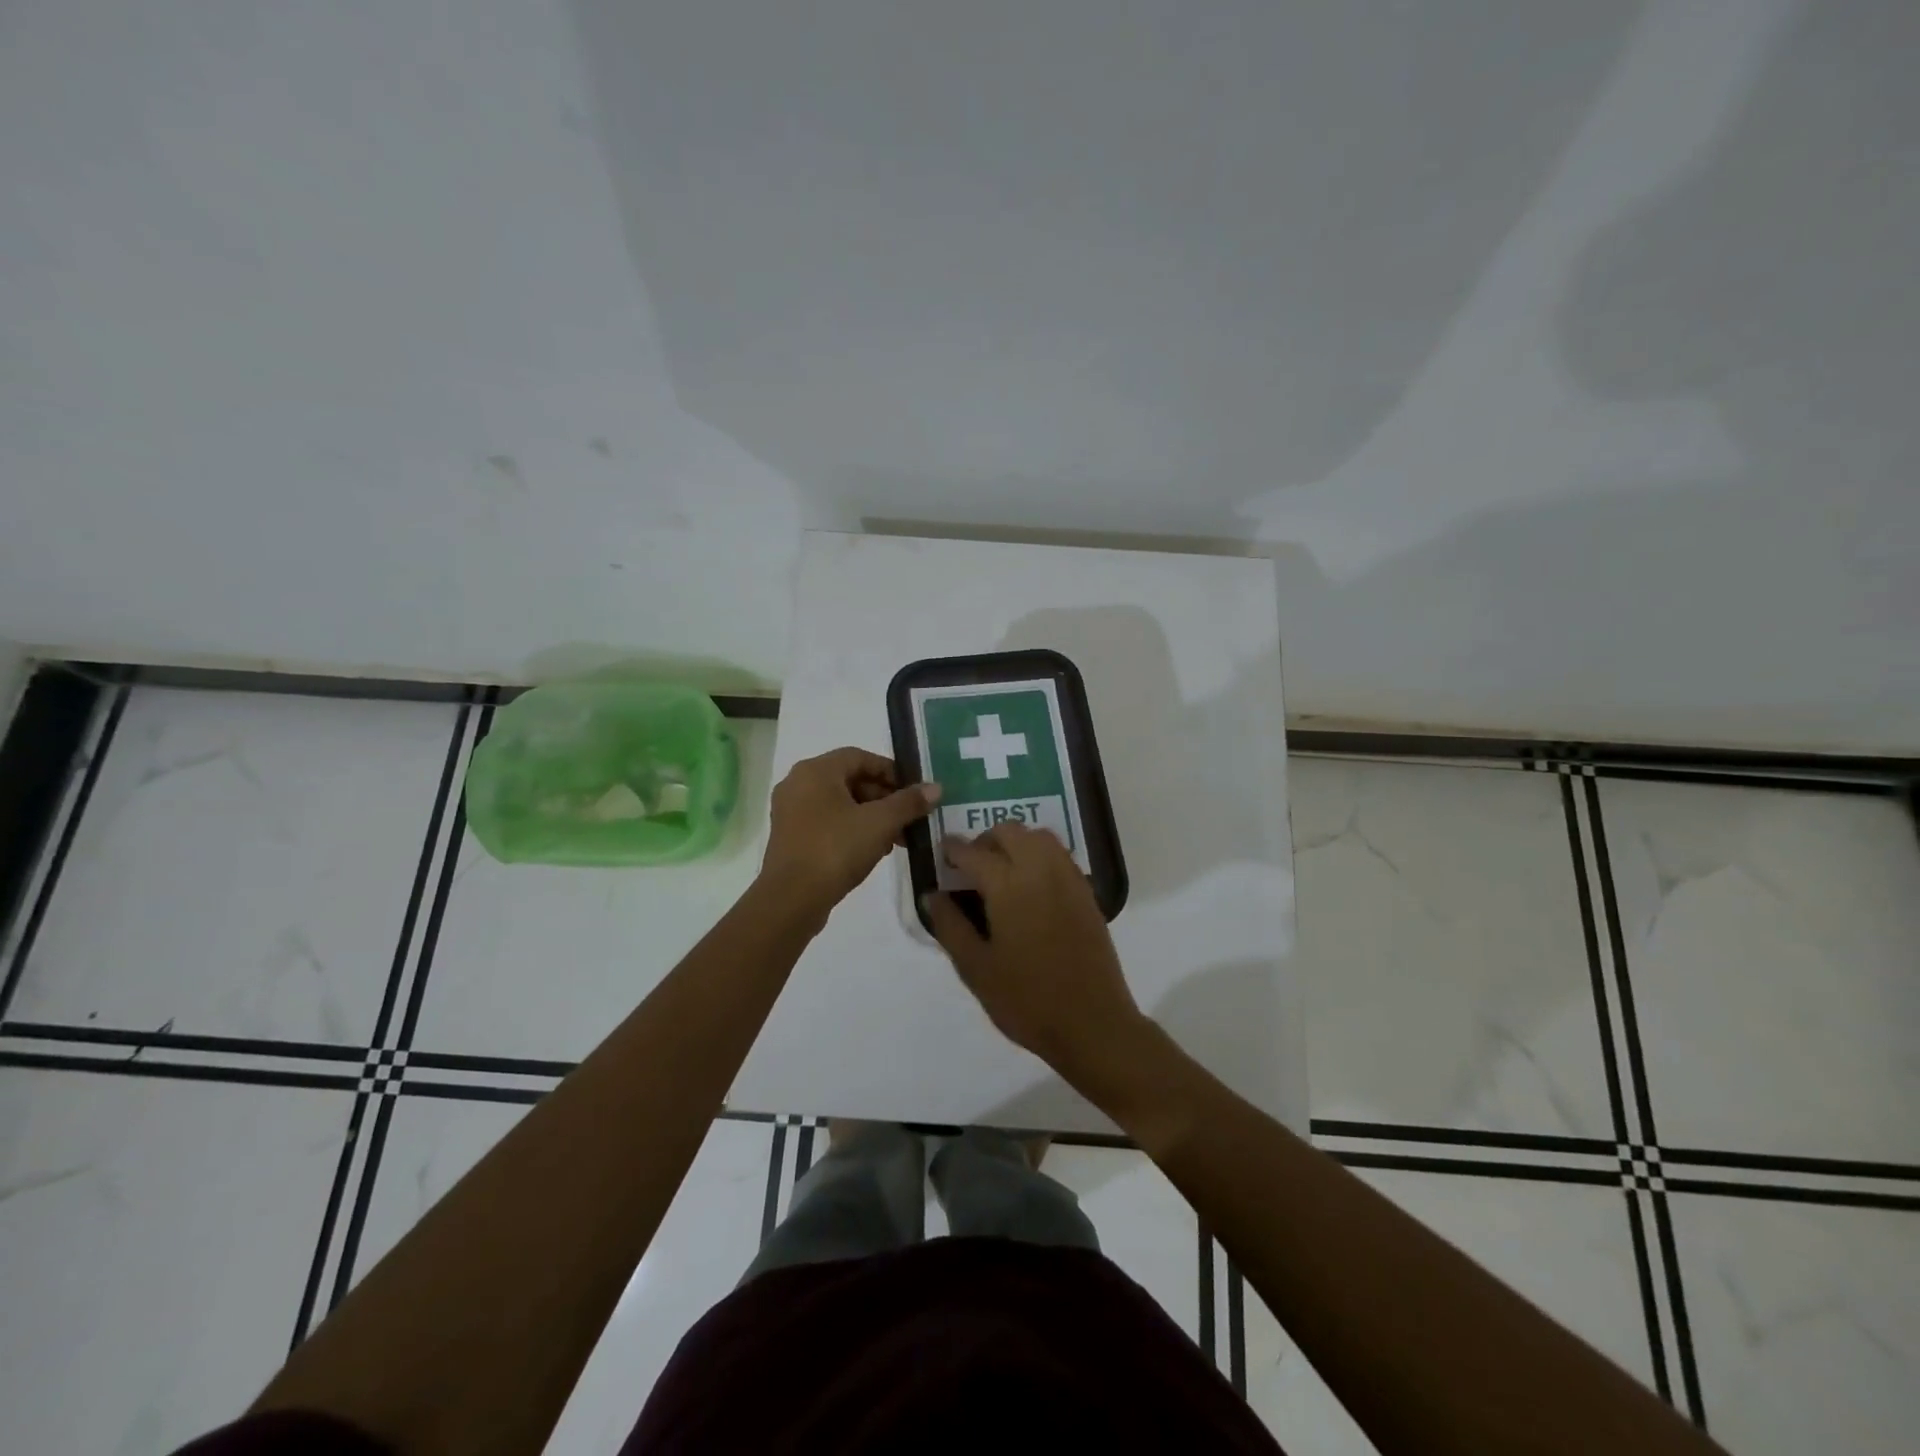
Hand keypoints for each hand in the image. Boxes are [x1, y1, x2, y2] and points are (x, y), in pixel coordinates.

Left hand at [759, 748, 939, 915]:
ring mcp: (791, 811)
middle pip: (850, 780)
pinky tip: (873, 850)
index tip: (913, 792)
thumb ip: (908, 802)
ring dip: (871, 816)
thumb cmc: (835, 850)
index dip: (890, 771)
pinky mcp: (790, 836)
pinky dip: (852, 829)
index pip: (860, 757)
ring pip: (840, 803)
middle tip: (908, 819)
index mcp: (816, 771)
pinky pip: (827, 822)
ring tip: (896, 839)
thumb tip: (935, 788)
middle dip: (884, 798)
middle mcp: (798, 783)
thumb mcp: (880, 823)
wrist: (791, 900)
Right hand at [923, 823, 1147, 1083]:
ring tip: (1001, 869)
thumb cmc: (1027, 1000)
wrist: (1092, 1023)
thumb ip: (950, 926)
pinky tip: (1030, 883)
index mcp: (1009, 886)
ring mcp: (1068, 879)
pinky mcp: (1086, 893)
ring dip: (1016, 841)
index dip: (954, 849)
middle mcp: (1041, 871)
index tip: (942, 853)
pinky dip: (1040, 853)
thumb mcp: (976, 969)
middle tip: (971, 864)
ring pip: (1039, 836)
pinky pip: (1060, 854)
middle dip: (986, 839)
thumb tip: (932, 894)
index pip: (974, 852)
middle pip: (1010, 832)